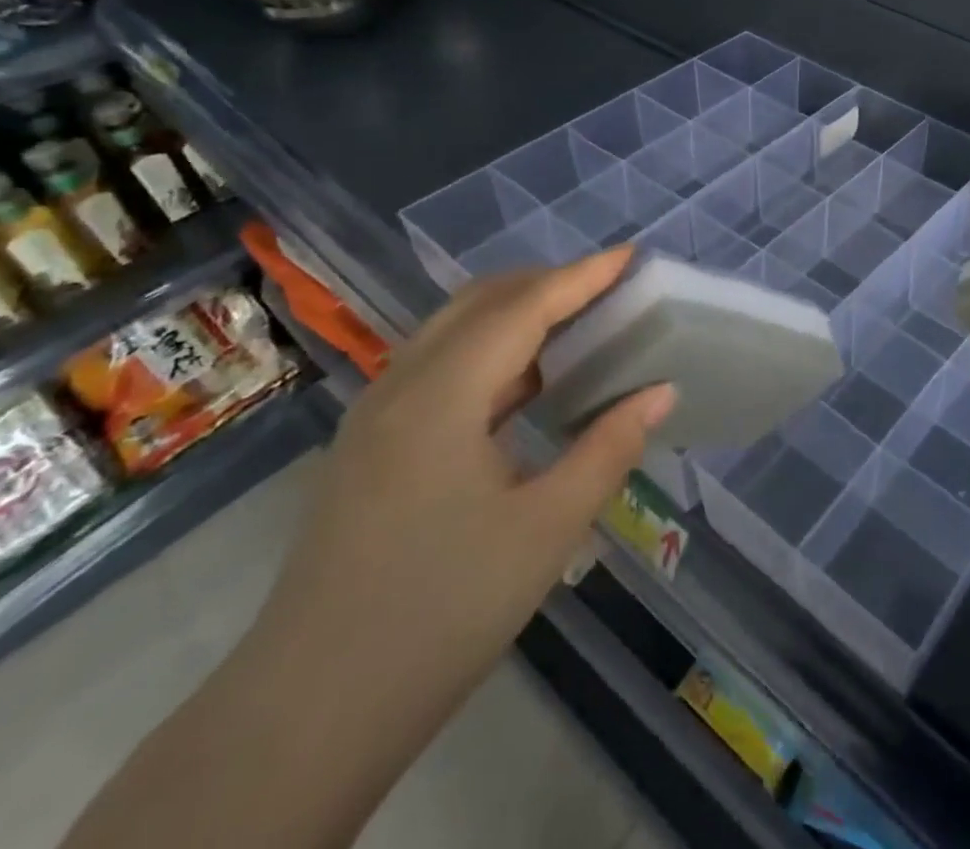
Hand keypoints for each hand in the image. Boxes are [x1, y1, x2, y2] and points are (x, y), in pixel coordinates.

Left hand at [254, 248, 675, 698]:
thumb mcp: (546, 530)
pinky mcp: (369, 444)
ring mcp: (376, 414)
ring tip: (577, 326)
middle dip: (548, 284)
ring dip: (517, 315)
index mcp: (441, 395)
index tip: (630, 255)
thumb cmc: (441, 612)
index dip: (582, 276)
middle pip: (481, 302)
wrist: (308, 713)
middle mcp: (401, 385)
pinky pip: (439, 366)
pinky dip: (491, 351)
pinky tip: (525, 384)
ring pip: (454, 330)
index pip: (523, 307)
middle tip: (608, 291)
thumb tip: (661, 391)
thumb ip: (609, 447)